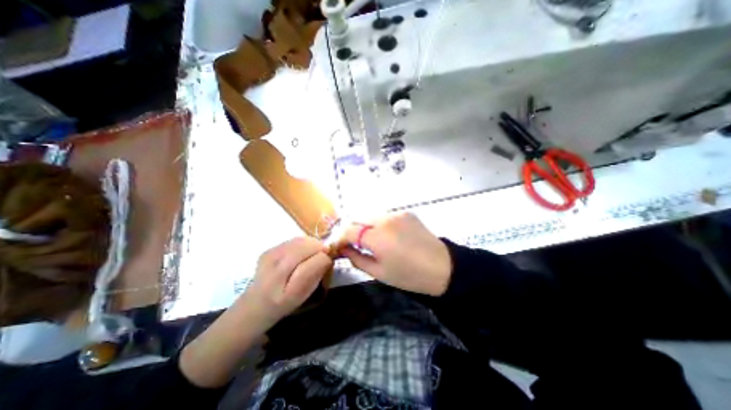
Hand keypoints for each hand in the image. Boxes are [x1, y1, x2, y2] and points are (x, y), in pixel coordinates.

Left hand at [182, 236, 333, 387]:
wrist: (254, 305)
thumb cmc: (282, 304)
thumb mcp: (302, 295)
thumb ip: (315, 274)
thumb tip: (326, 257)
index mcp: (284, 280)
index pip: (313, 259)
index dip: (324, 258)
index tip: (329, 261)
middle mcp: (275, 262)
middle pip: (307, 245)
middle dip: (320, 248)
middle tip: (324, 255)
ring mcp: (270, 253)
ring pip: (301, 240)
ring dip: (312, 244)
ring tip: (314, 253)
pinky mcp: (269, 249)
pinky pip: (294, 240)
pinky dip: (303, 243)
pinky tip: (302, 252)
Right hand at [337, 213, 452, 295]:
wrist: (442, 267)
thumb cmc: (409, 275)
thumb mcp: (379, 272)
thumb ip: (356, 258)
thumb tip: (344, 249)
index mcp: (377, 238)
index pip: (349, 230)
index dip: (341, 238)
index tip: (341, 247)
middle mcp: (385, 220)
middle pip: (359, 220)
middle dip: (354, 232)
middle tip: (357, 246)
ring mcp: (397, 214)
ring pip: (371, 217)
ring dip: (367, 227)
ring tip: (375, 242)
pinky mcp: (406, 212)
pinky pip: (386, 217)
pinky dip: (381, 225)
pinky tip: (390, 236)